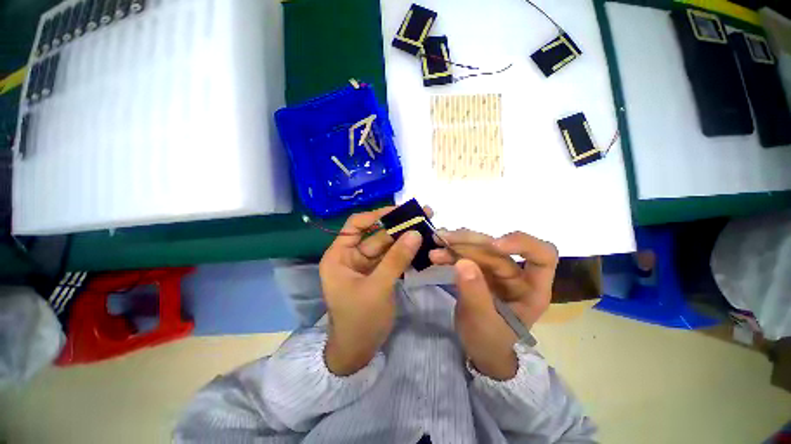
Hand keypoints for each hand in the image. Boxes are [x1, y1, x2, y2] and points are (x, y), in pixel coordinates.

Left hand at [319, 207, 425, 375]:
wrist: (359, 352)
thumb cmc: (359, 320)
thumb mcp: (377, 287)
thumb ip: (396, 259)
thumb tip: (415, 233)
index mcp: (340, 255)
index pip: (356, 225)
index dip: (376, 215)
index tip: (399, 210)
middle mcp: (352, 256)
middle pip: (377, 235)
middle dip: (399, 227)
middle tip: (423, 215)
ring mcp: (368, 266)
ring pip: (388, 246)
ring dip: (406, 238)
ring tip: (428, 227)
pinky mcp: (380, 274)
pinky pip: (394, 258)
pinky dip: (407, 253)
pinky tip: (423, 246)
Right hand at [430, 230, 557, 379]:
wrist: (479, 351)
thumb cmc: (490, 343)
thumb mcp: (483, 323)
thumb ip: (475, 294)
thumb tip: (462, 263)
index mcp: (531, 289)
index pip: (543, 256)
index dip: (522, 244)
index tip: (494, 244)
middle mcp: (516, 275)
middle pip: (497, 249)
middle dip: (470, 243)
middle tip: (444, 241)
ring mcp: (497, 271)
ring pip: (479, 248)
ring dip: (456, 244)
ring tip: (436, 243)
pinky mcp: (480, 270)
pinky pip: (466, 255)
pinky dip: (451, 251)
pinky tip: (437, 251)